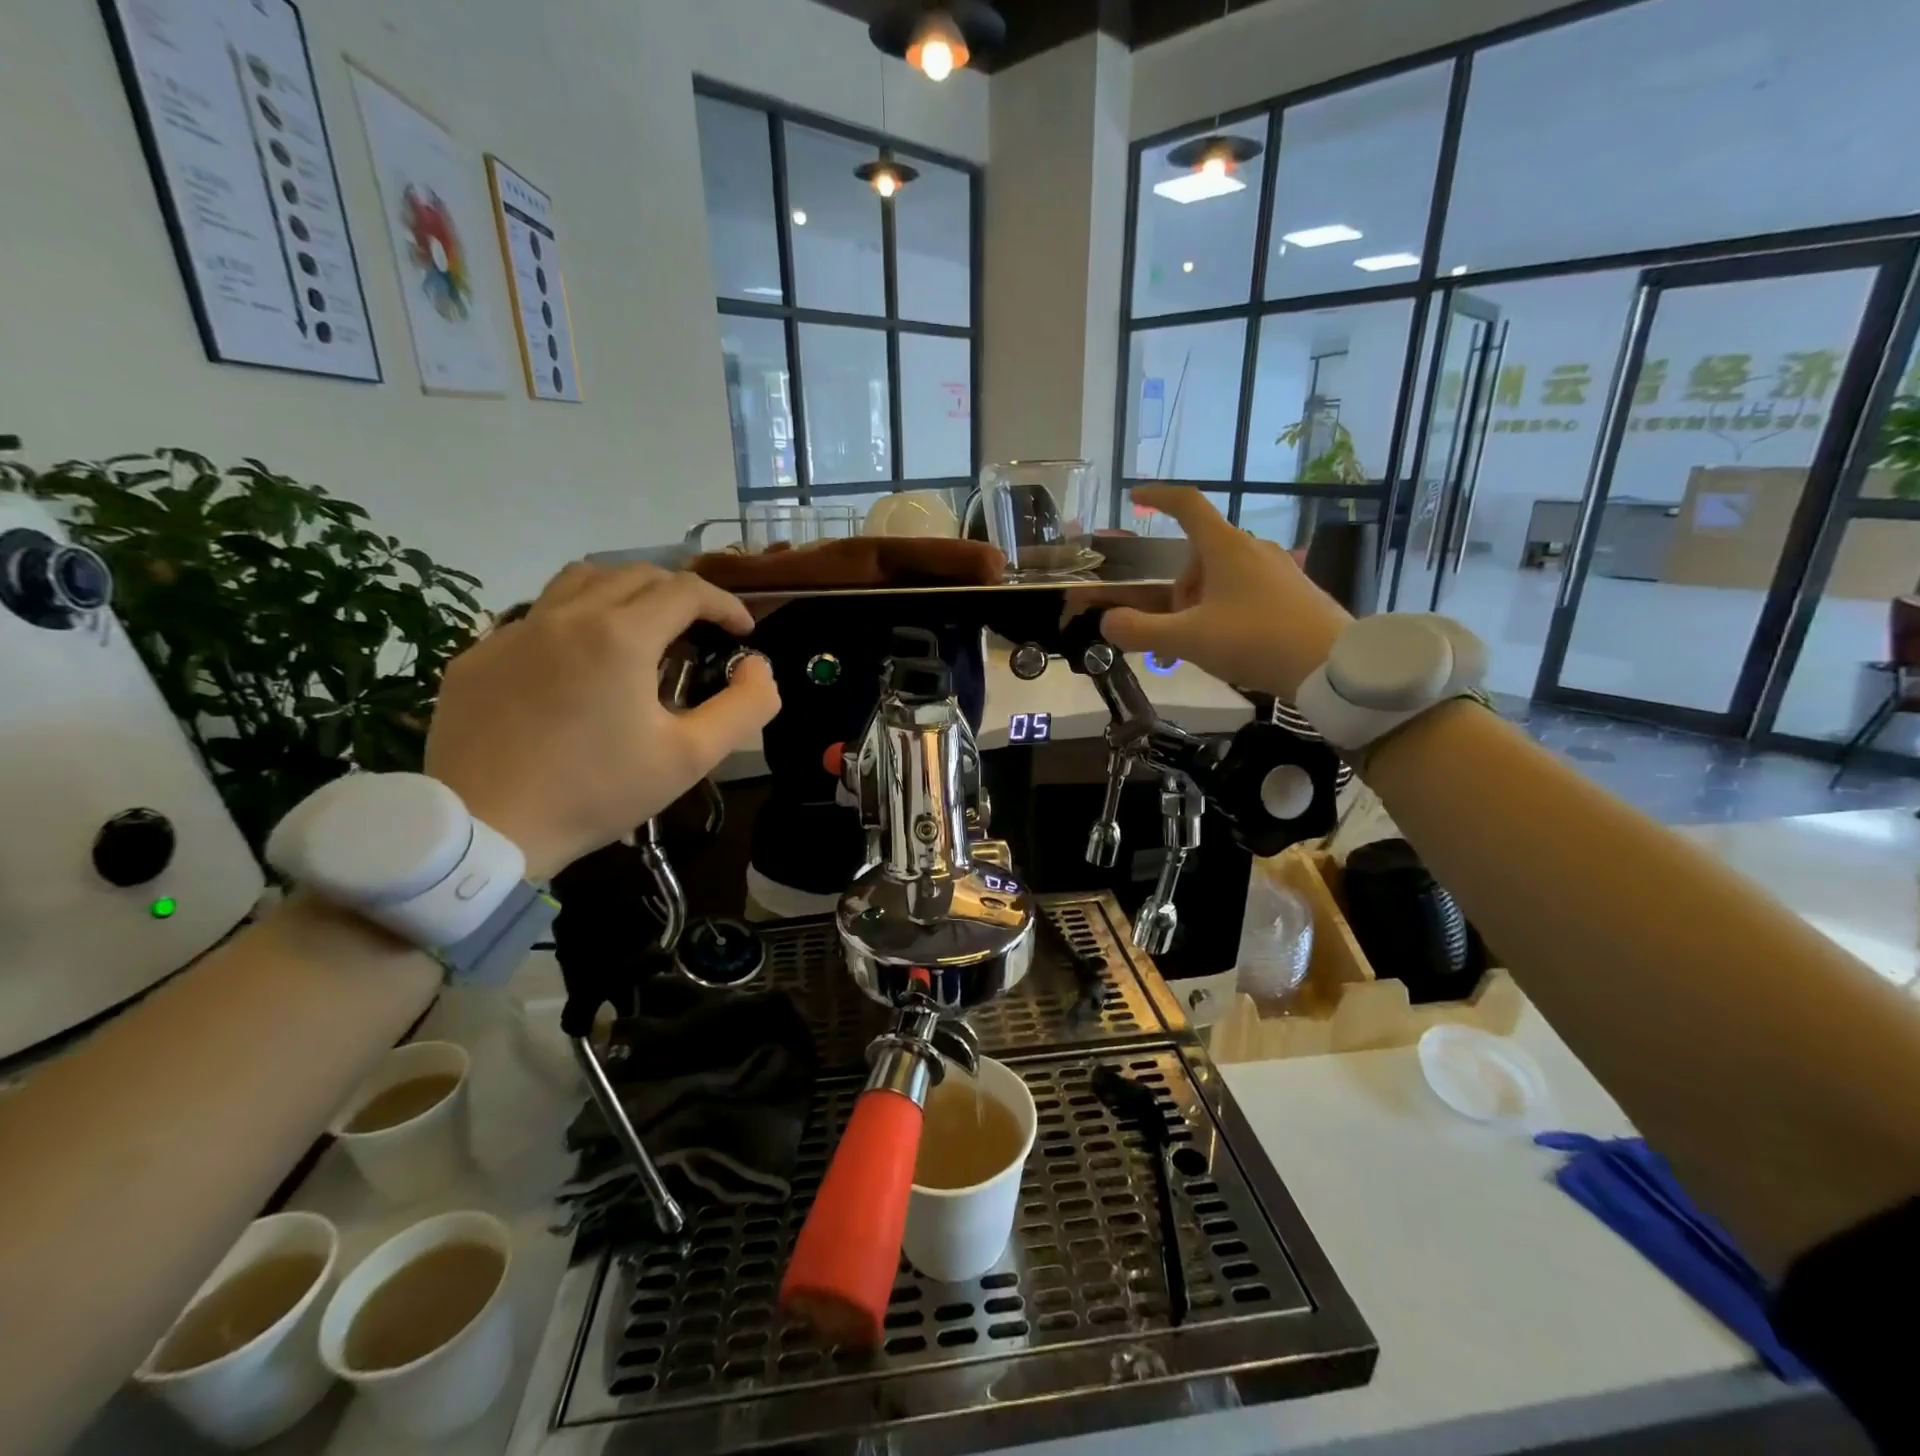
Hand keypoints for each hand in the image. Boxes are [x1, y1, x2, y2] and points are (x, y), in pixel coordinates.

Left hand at [425, 562, 779, 878]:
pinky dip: (575, 619)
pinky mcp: (479, 654)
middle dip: (680, 594)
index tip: (742, 631)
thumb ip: (744, 708)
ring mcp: (515, 631)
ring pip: (581, 579)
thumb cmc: (598, 792)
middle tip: (700, 630)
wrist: (486, 829)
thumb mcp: (690, 758)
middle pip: (636, 574)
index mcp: (621, 636)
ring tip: (642, 626)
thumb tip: (759, 667)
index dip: (725, 604)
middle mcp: (567, 615)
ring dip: (625, 591)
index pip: (687, 591)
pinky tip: (580, 662)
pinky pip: (538, 614)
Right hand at [1101, 487, 1351, 699]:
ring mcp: (1279, 569)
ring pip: (1224, 575)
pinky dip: (1226, 610)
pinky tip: (1232, 645)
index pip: (1187, 505)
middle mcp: (1254, 549)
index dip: (1158, 497)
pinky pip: (1247, 591)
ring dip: (1200, 603)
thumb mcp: (1188, 640)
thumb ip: (1141, 630)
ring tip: (1200, 644)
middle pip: (1200, 554)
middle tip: (1172, 628)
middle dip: (1178, 587)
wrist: (1332, 667)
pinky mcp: (1296, 592)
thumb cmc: (1255, 641)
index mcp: (1227, 548)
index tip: (1135, 497)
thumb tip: (1107, 622)